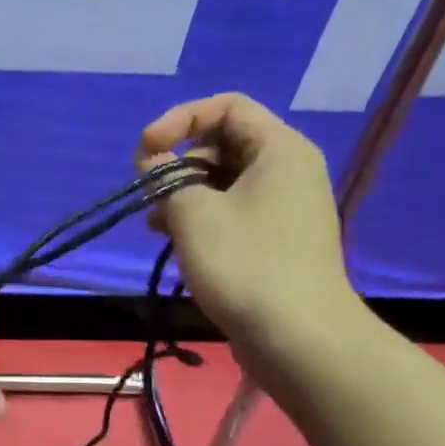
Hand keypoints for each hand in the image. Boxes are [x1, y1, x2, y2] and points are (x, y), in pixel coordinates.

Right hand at [140, 93, 363, 375]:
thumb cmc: (245, 264)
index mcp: (279, 149)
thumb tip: (153, 160)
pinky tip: (174, 241)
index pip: (226, 107)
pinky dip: (201, 218)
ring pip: (223, 181)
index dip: (179, 119)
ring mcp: (284, 207)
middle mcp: (287, 169)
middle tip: (148, 193)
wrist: (298, 337)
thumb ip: (165, 177)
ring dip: (184, 194)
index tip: (146, 151)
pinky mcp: (275, 240)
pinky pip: (233, 211)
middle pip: (224, 143)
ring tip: (154, 223)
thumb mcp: (193, 214)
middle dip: (179, 162)